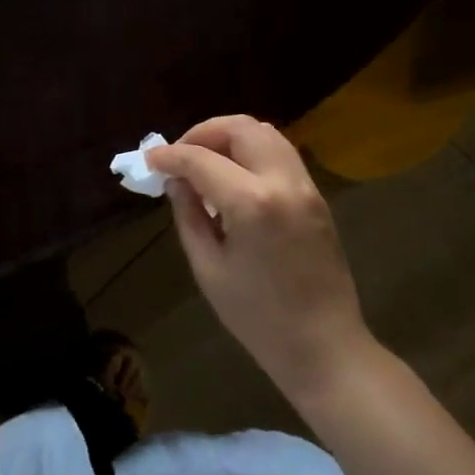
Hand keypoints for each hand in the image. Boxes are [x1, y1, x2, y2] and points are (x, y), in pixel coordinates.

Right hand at [147, 117, 372, 405]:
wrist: (325, 346)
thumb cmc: (258, 317)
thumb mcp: (209, 268)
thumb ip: (189, 215)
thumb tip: (176, 181)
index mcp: (251, 203)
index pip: (201, 159)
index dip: (170, 155)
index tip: (150, 160)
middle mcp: (283, 181)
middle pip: (240, 128)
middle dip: (203, 133)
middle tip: (180, 155)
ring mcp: (306, 186)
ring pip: (265, 133)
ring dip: (230, 137)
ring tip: (205, 162)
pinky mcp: (317, 196)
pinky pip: (280, 154)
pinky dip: (252, 151)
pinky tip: (233, 177)